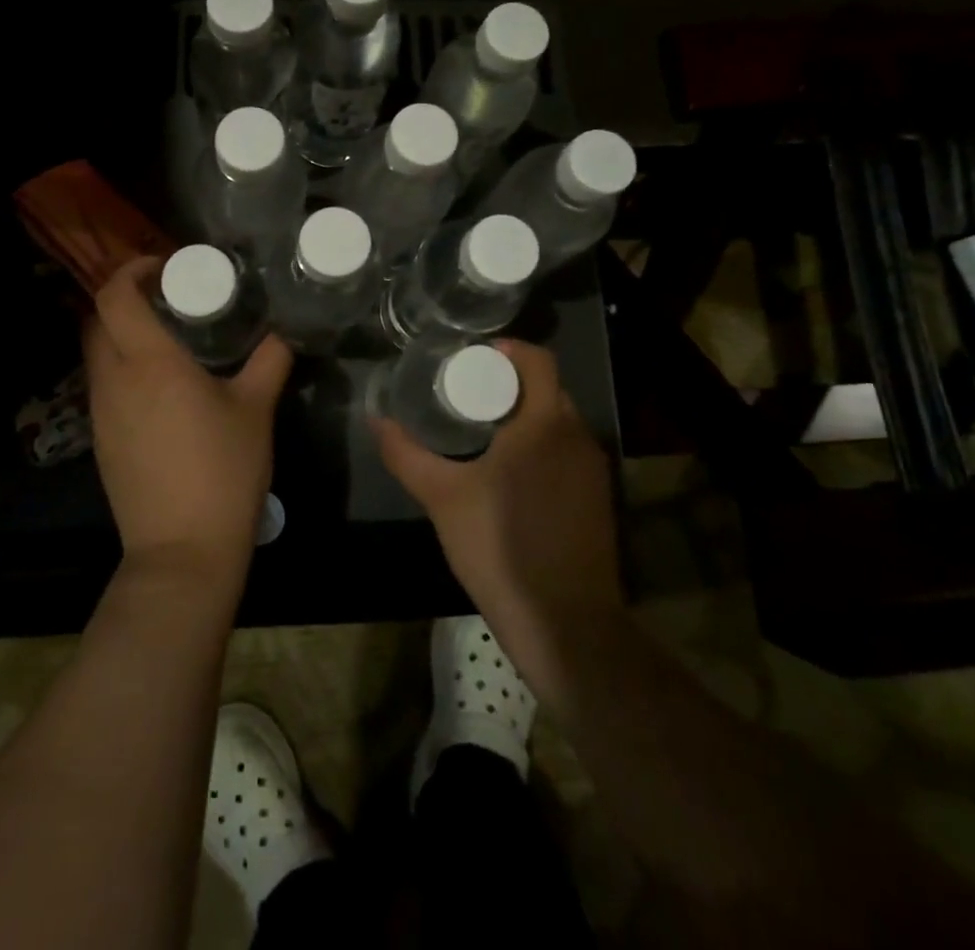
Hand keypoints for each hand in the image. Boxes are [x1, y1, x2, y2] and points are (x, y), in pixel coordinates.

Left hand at [83, 257, 292, 585]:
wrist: (183, 550)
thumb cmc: (222, 471)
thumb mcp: (256, 409)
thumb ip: (270, 359)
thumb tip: (283, 330)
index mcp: (148, 362)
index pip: (113, 295)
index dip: (131, 270)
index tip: (163, 266)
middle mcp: (114, 380)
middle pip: (98, 320)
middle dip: (126, 299)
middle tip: (170, 299)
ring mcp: (100, 413)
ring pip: (97, 354)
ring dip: (123, 335)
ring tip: (169, 340)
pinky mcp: (101, 440)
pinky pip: (104, 386)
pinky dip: (123, 369)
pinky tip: (161, 388)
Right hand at [372, 339, 623, 700]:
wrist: (566, 624)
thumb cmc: (500, 547)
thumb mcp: (442, 497)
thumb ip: (406, 454)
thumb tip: (376, 419)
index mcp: (545, 423)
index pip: (538, 359)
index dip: (507, 350)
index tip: (471, 359)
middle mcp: (578, 436)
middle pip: (547, 388)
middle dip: (509, 383)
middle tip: (466, 394)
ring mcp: (594, 469)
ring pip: (558, 421)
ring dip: (525, 416)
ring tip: (482, 430)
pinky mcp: (598, 499)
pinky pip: (567, 452)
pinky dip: (541, 446)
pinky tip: (510, 473)